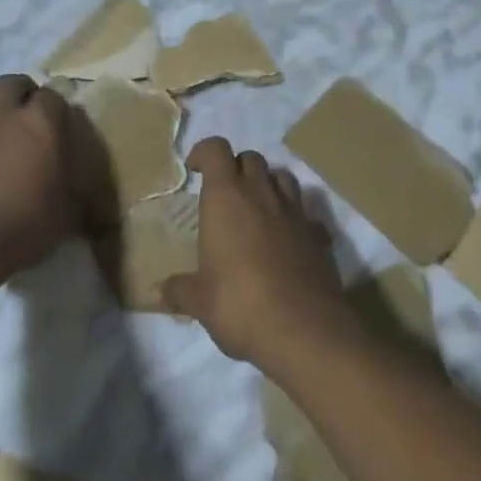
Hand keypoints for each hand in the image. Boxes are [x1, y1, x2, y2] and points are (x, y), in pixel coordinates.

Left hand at [0, 75, 86, 281]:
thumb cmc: (29, 225)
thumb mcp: (68, 211)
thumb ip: (73, 189)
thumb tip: (79, 188)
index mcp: (40, 125)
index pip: (52, 96)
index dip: (54, 104)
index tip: (56, 117)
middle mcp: (4, 117)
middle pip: (9, 82)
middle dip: (17, 87)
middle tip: (22, 103)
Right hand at [161, 138, 348, 373]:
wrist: (303, 331)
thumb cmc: (240, 304)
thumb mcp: (200, 301)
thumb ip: (180, 290)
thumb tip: (161, 291)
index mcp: (226, 197)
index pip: (215, 149)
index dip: (203, 152)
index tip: (195, 170)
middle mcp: (261, 193)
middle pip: (251, 158)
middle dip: (237, 167)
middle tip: (227, 194)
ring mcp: (295, 212)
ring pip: (283, 177)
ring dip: (269, 185)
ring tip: (259, 210)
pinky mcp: (319, 236)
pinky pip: (307, 215)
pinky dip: (297, 221)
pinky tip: (289, 243)